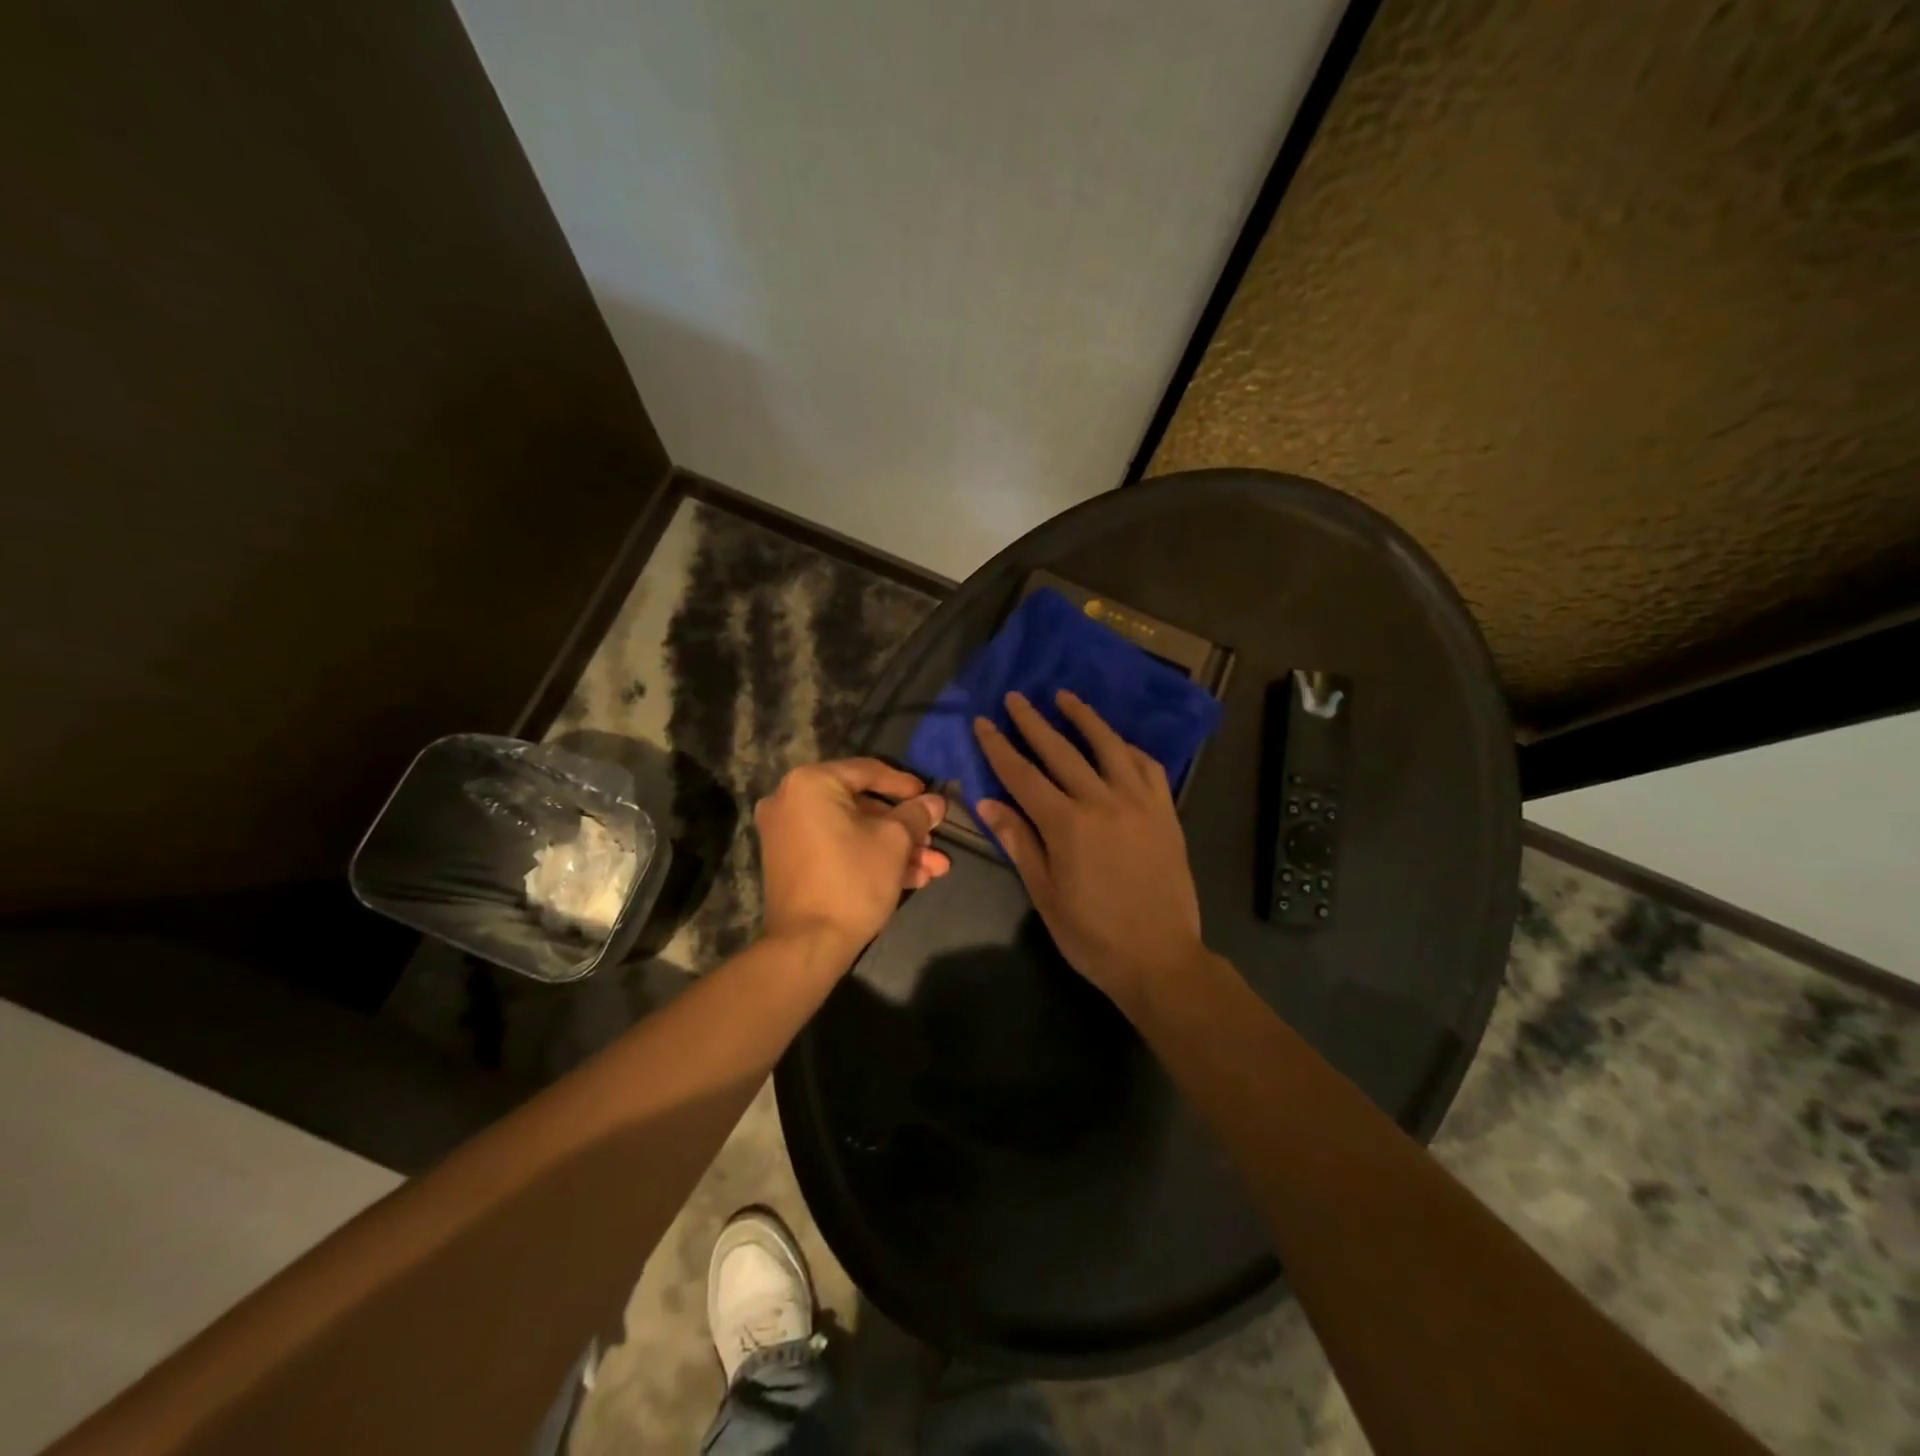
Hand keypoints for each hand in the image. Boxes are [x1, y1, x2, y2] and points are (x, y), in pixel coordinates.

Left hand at [755, 759, 951, 965]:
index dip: (904, 785)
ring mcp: (787, 833)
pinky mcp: (792, 862)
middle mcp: (791, 800)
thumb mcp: (895, 841)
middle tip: (934, 840)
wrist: (808, 944)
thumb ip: (916, 815)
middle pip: (861, 805)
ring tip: (935, 868)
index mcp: (811, 783)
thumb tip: (935, 802)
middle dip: (904, 828)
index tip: (929, 799)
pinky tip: (912, 879)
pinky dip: (869, 857)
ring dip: (895, 848)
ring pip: (853, 831)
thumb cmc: (853, 879)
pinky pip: (836, 847)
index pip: (867, 771)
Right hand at [973, 691, 1205, 1009]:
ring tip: (1065, 697)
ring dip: (1084, 718)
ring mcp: (1140, 802)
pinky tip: (1115, 742)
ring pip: (1108, 747)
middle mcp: (1103, 801)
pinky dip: (1126, 748)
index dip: (999, 747)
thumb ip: (1019, 842)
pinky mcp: (1165, 811)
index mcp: (1067, 824)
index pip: (1022, 775)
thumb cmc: (1093, 935)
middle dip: (1033, 721)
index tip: (984, 721)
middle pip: (1061, 750)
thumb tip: (987, 802)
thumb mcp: (1045, 894)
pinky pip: (1147, 766)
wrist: (1161, 958)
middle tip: (1016, 696)